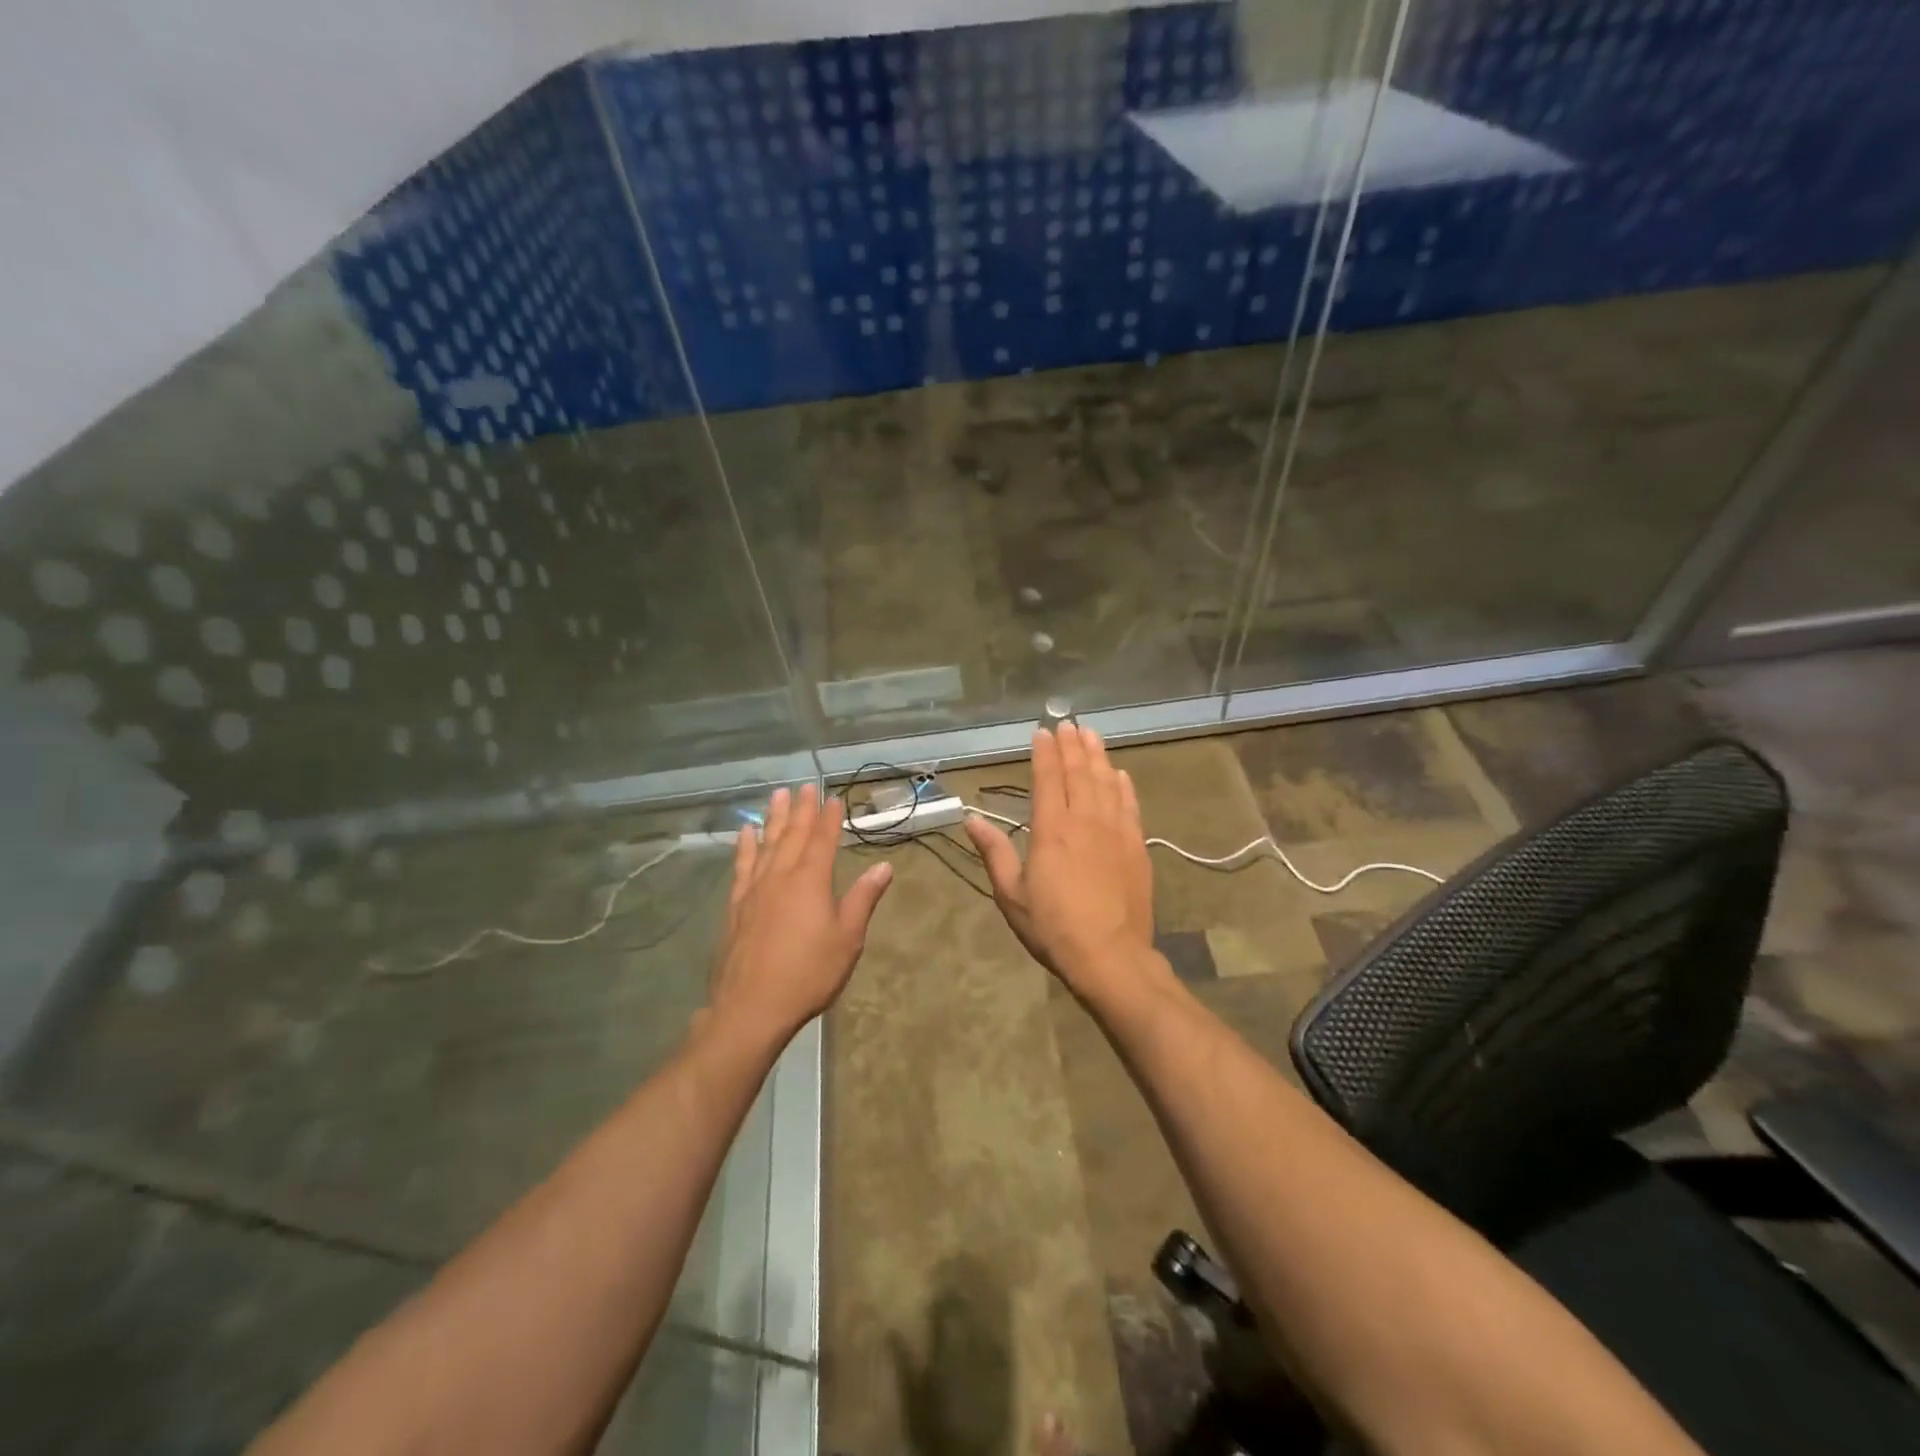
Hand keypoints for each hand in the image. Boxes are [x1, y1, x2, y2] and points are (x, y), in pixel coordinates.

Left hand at [706, 784, 892, 1048]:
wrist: (751, 1007)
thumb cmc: (808, 973)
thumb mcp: (847, 938)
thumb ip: (863, 898)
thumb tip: (883, 866)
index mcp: (811, 880)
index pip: (823, 839)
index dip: (829, 817)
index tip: (833, 797)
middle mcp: (781, 875)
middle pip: (793, 834)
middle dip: (802, 809)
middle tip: (806, 785)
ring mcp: (755, 889)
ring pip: (766, 843)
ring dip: (774, 817)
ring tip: (778, 795)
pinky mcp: (736, 905)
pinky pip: (742, 865)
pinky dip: (745, 846)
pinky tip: (746, 833)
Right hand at [963, 724, 1166, 1003]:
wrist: (1110, 956)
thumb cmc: (1053, 927)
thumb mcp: (1011, 894)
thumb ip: (993, 852)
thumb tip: (971, 818)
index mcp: (1051, 830)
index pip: (1047, 779)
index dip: (1045, 753)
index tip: (1043, 732)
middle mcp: (1084, 820)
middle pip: (1078, 773)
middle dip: (1072, 746)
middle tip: (1068, 723)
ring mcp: (1115, 831)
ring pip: (1106, 783)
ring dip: (1097, 756)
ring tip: (1091, 735)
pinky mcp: (1137, 846)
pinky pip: (1130, 806)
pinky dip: (1124, 786)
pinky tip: (1120, 774)